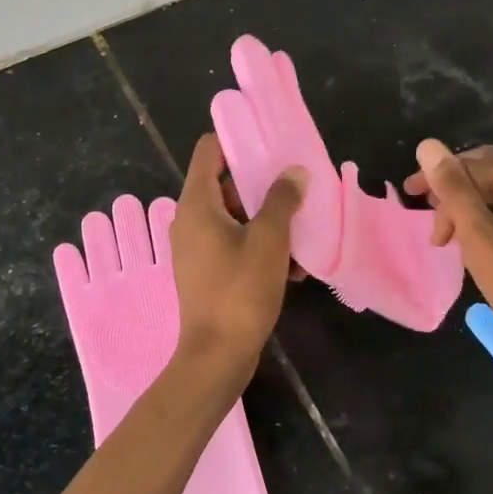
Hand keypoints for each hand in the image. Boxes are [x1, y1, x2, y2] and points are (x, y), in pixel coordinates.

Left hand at [170, 133, 304, 375]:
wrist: (217, 354)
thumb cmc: (240, 290)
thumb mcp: (269, 240)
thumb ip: (281, 200)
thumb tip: (294, 172)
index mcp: (197, 204)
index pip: (209, 151)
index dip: (237, 139)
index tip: (270, 142)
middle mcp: (189, 221)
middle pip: (225, 184)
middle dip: (262, 186)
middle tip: (297, 187)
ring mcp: (196, 248)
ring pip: (235, 218)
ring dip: (268, 222)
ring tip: (303, 233)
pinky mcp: (206, 272)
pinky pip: (234, 246)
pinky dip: (260, 249)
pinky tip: (293, 269)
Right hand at [404, 140, 492, 375]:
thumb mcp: (479, 238)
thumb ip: (453, 191)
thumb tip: (427, 146)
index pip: (477, 162)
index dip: (439, 174)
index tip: (410, 196)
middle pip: (491, 173)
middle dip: (453, 189)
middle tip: (425, 214)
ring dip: (468, 208)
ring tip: (445, 237)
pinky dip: (486, 221)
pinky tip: (472, 244)